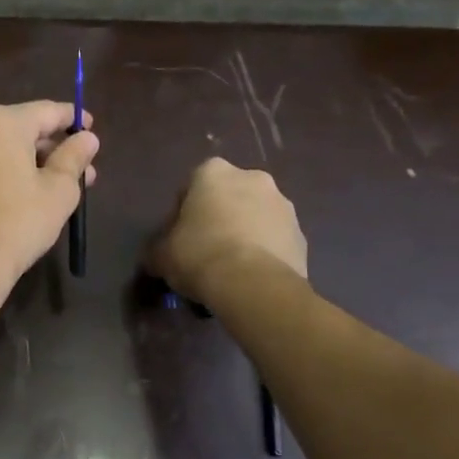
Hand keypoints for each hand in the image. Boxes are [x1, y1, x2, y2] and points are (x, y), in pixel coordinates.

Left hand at [0, 102, 98, 284]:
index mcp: (0, 123)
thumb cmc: (18, 223)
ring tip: (47, 190)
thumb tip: (87, 138)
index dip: (73, 119)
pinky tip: (11, 202)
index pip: (46, 111)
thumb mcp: (59, 191)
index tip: (90, 128)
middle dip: (50, 149)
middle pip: (19, 131)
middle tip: (78, 172)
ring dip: (23, 165)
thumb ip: (74, 157)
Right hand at [151, 158, 306, 299]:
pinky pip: (276, 242)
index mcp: (214, 172)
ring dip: (245, 235)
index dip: (182, 214)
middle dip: (219, 219)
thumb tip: (156, 258)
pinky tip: (251, 279)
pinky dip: (265, 254)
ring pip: (256, 218)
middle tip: (205, 252)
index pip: (191, 186)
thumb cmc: (199, 255)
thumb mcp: (161, 254)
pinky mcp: (302, 236)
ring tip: (231, 271)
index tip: (179, 239)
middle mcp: (253, 178)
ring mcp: (284, 206)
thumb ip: (158, 249)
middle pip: (229, 198)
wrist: (254, 286)